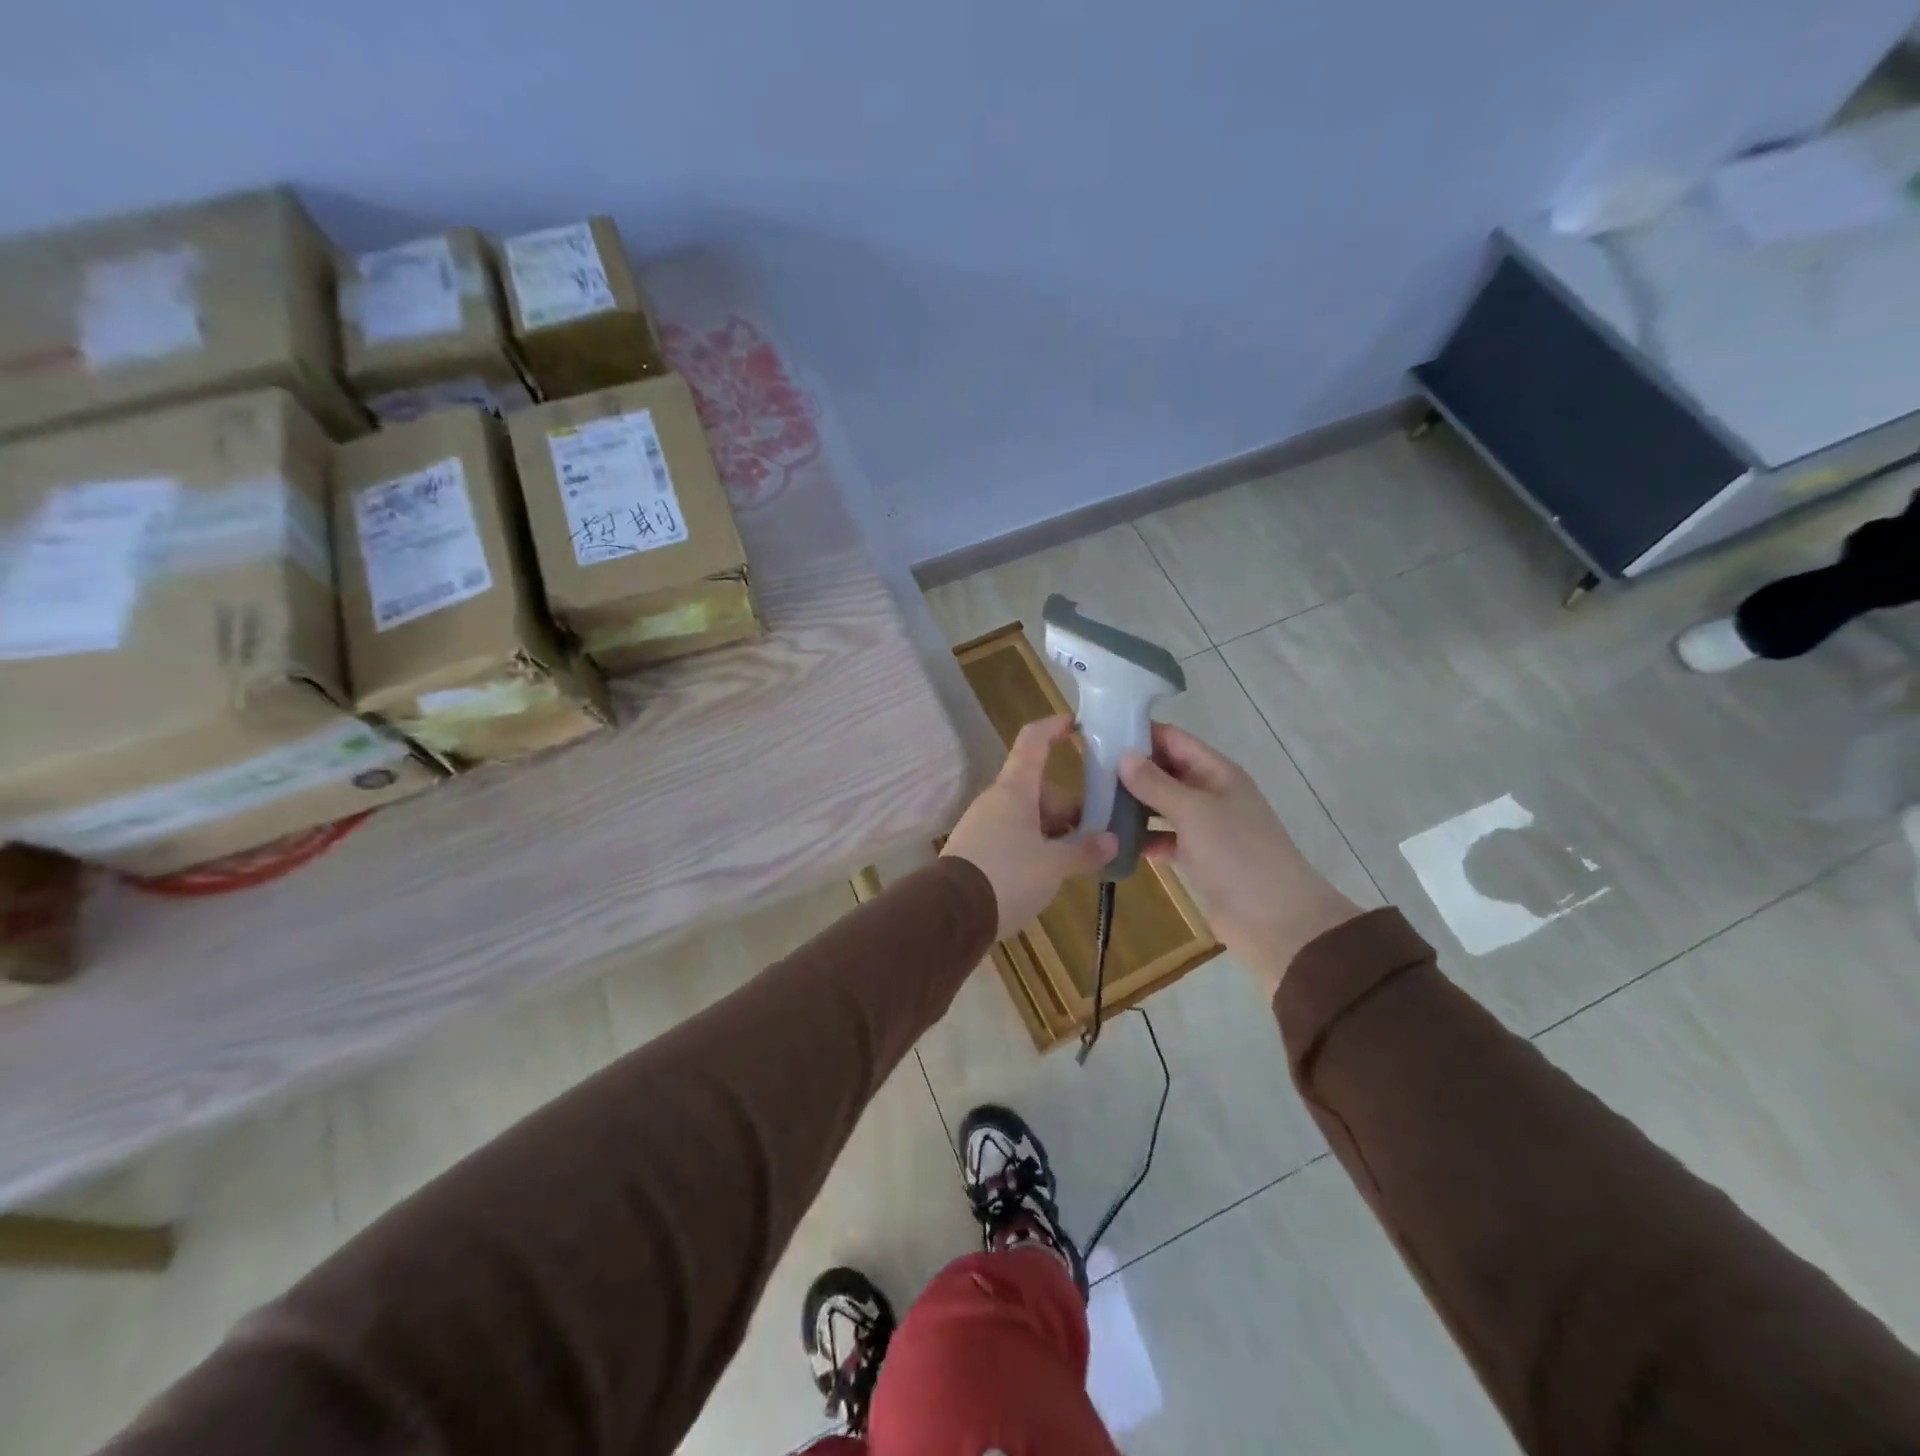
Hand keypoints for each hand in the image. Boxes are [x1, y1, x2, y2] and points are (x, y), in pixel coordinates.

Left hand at [942, 716, 1116, 938]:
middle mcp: (996, 800)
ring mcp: (982, 825)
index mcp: (1015, 790)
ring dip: (1051, 831)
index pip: (1033, 741)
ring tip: (1074, 861)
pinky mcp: (974, 850)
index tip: (1076, 723)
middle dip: (1067, 808)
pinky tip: (1046, 874)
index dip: (1054, 728)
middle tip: (1092, 836)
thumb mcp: (1053, 866)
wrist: (950, 914)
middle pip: (1037, 788)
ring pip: (1026, 815)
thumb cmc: (1006, 876)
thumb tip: (1110, 840)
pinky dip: (1032, 846)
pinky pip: (1011, 837)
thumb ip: (1084, 851)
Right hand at [1119, 723, 1360, 995]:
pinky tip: (1115, 842)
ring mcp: (1204, 827)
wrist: (1276, 918)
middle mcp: (1210, 793)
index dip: (1141, 733)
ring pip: (1162, 806)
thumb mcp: (1194, 811)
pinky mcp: (1198, 857)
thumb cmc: (1237, 853)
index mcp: (1217, 772)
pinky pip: (1164, 838)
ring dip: (1133, 805)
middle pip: (1166, 771)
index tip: (1100, 734)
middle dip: (1131, 770)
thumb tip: (1123, 754)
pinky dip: (1144, 839)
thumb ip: (1156, 783)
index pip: (1174, 740)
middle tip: (1087, 771)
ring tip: (1093, 803)